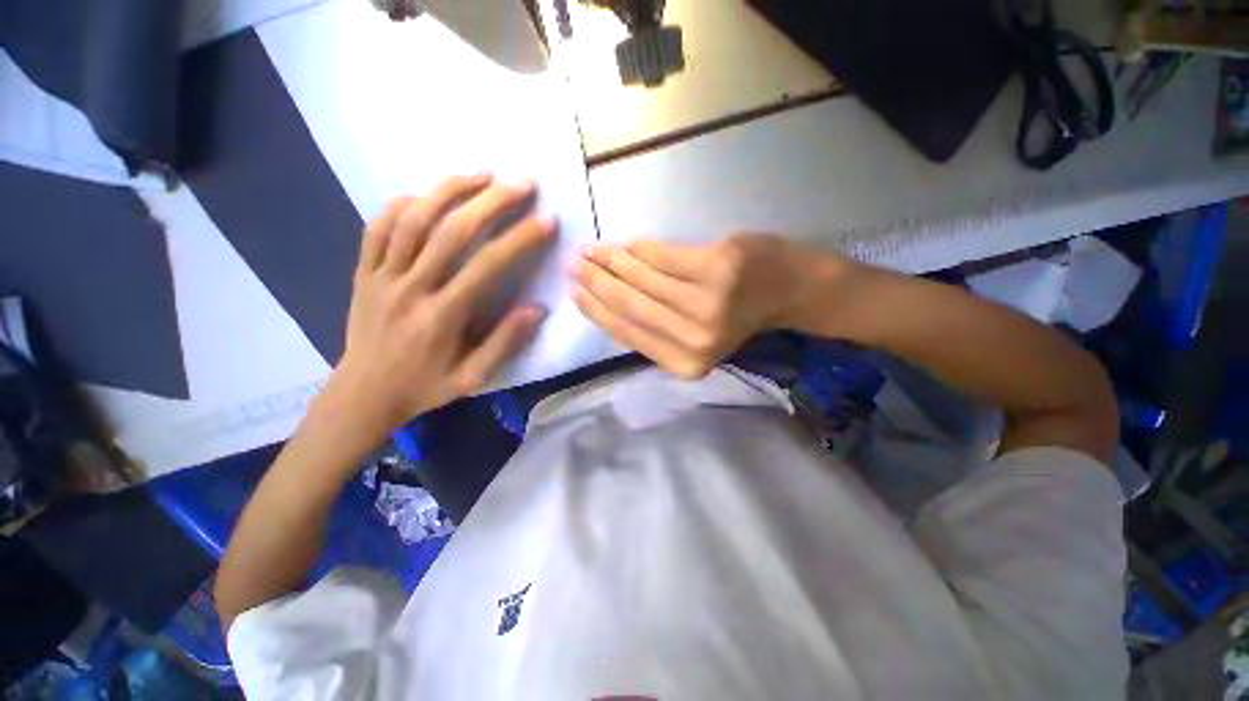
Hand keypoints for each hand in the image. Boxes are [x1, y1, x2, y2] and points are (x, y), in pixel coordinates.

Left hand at [328, 174, 556, 436]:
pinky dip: (401, 206)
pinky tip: (424, 195)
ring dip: (449, 190)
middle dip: (491, 201)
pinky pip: (377, 228)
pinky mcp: (363, 272)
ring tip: (481, 174)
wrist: (364, 394)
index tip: (546, 220)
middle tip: (522, 184)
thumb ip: (505, 342)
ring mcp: (381, 276)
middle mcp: (410, 288)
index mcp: (442, 316)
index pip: (487, 266)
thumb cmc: (425, 387)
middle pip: (452, 231)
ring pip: (413, 219)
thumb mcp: (474, 377)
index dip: (520, 239)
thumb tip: (537, 307)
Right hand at [571, 233, 853, 378]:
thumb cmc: (737, 317)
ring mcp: (707, 302)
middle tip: (575, 264)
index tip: (574, 292)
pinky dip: (639, 248)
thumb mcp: (693, 338)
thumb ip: (655, 330)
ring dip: (611, 261)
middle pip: (630, 304)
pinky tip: (624, 244)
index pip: (627, 332)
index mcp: (686, 363)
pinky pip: (662, 255)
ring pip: (642, 277)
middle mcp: (695, 339)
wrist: (789, 291)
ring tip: (592, 250)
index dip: (596, 311)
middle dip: (596, 282)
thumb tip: (608, 304)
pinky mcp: (717, 267)